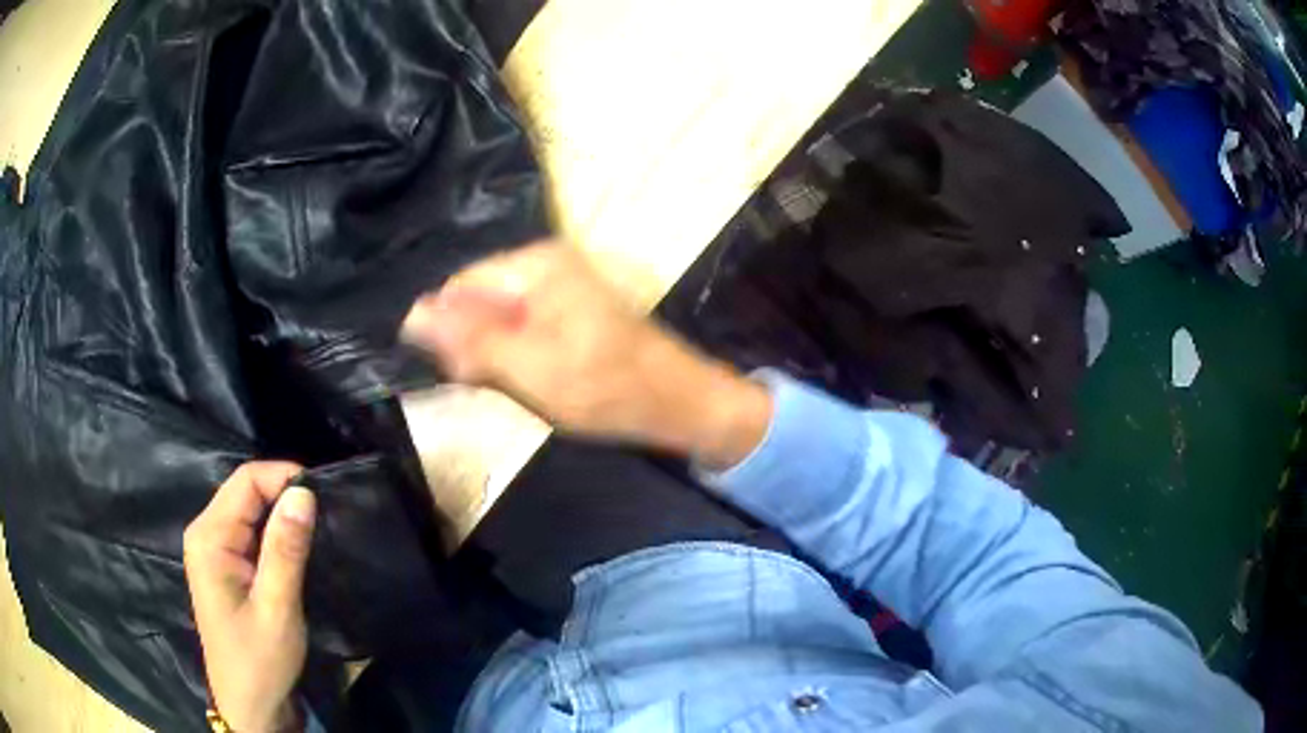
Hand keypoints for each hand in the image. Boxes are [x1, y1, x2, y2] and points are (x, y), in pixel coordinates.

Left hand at [184, 462, 314, 732]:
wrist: (250, 704)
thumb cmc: (259, 659)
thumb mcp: (277, 608)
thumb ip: (286, 549)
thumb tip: (304, 492)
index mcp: (210, 537)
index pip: (246, 481)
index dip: (284, 477)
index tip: (324, 495)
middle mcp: (206, 533)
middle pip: (246, 492)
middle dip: (285, 495)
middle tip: (327, 515)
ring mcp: (214, 549)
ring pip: (250, 512)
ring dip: (282, 516)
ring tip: (318, 530)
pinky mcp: (226, 565)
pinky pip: (251, 533)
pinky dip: (276, 534)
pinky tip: (298, 550)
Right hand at [401, 241, 771, 468]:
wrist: (678, 402)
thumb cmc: (605, 387)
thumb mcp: (528, 368)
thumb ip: (468, 340)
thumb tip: (411, 316)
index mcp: (535, 264)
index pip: (459, 288)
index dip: (451, 333)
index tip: (466, 374)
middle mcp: (546, 263)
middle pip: (479, 302)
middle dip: (478, 346)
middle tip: (502, 385)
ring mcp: (561, 285)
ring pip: (499, 320)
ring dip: (499, 357)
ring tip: (524, 385)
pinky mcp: (571, 309)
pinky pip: (524, 329)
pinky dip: (521, 357)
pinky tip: (538, 380)